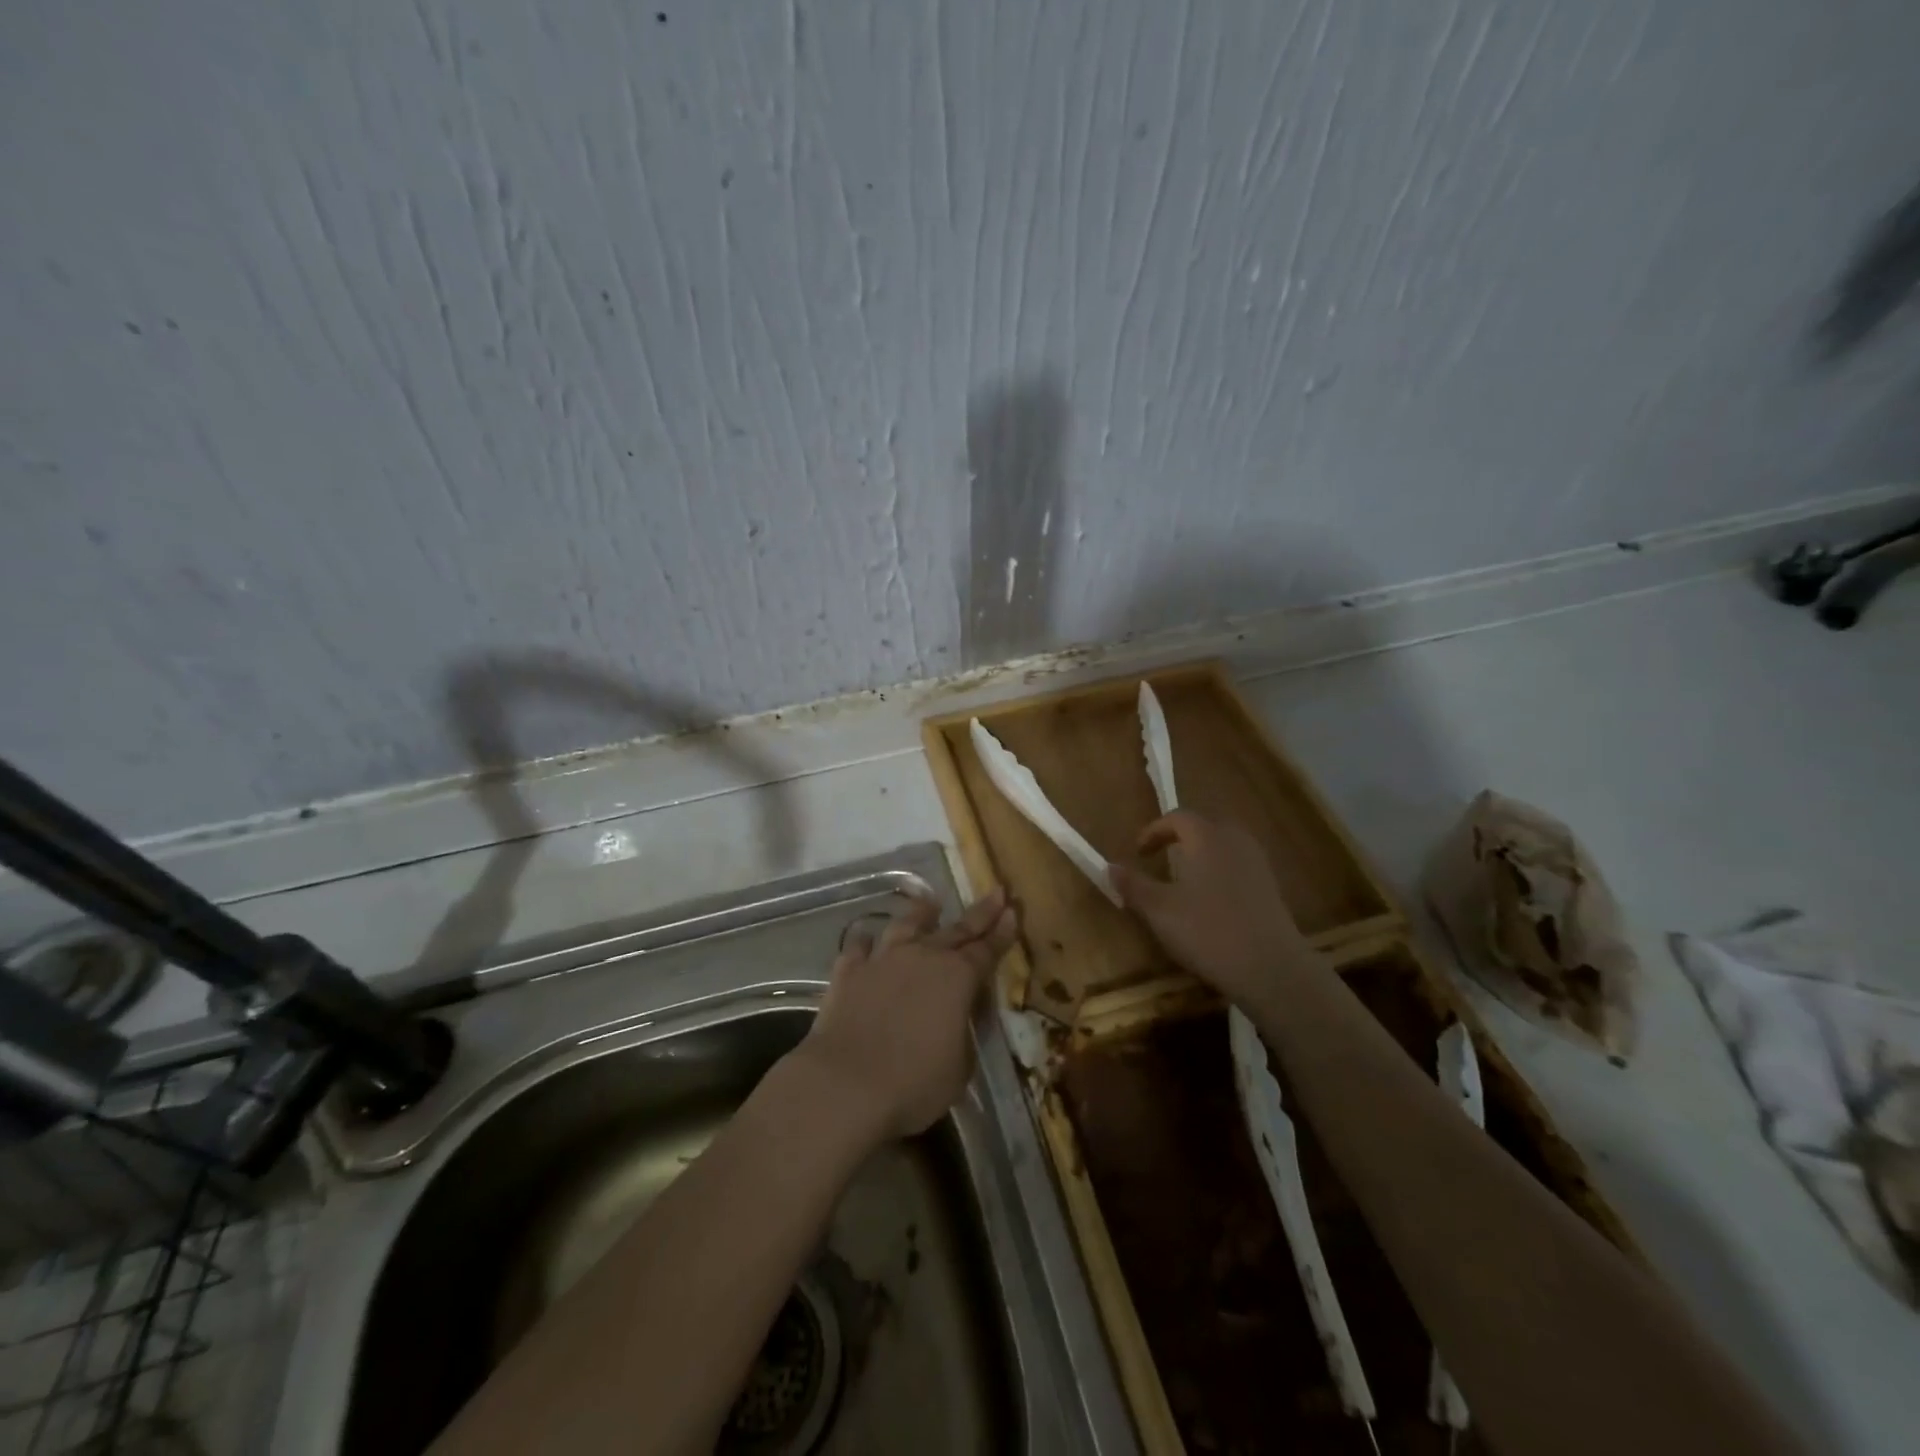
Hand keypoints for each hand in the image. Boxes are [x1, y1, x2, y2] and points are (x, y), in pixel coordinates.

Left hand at [794, 888, 1017, 1139]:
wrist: (845, 1086)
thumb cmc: (914, 1084)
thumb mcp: (960, 1066)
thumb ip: (964, 1032)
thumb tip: (958, 1015)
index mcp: (958, 978)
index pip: (987, 950)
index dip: (1002, 932)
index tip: (1012, 910)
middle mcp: (922, 957)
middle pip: (956, 929)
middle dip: (979, 913)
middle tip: (995, 893)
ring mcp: (882, 960)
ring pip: (905, 925)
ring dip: (921, 913)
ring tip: (930, 904)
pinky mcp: (848, 972)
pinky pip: (858, 947)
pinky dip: (865, 941)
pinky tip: (866, 937)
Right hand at [1109, 810, 1315, 1004]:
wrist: (1270, 968)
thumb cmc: (1207, 931)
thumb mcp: (1159, 910)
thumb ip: (1133, 885)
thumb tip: (1110, 866)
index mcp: (1206, 837)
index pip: (1178, 817)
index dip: (1154, 831)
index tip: (1139, 852)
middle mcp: (1235, 840)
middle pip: (1205, 826)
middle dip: (1180, 838)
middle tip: (1162, 858)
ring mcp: (1257, 863)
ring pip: (1224, 845)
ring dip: (1201, 854)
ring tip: (1185, 879)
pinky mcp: (1271, 887)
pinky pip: (1239, 865)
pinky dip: (1220, 871)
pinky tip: (1211, 901)